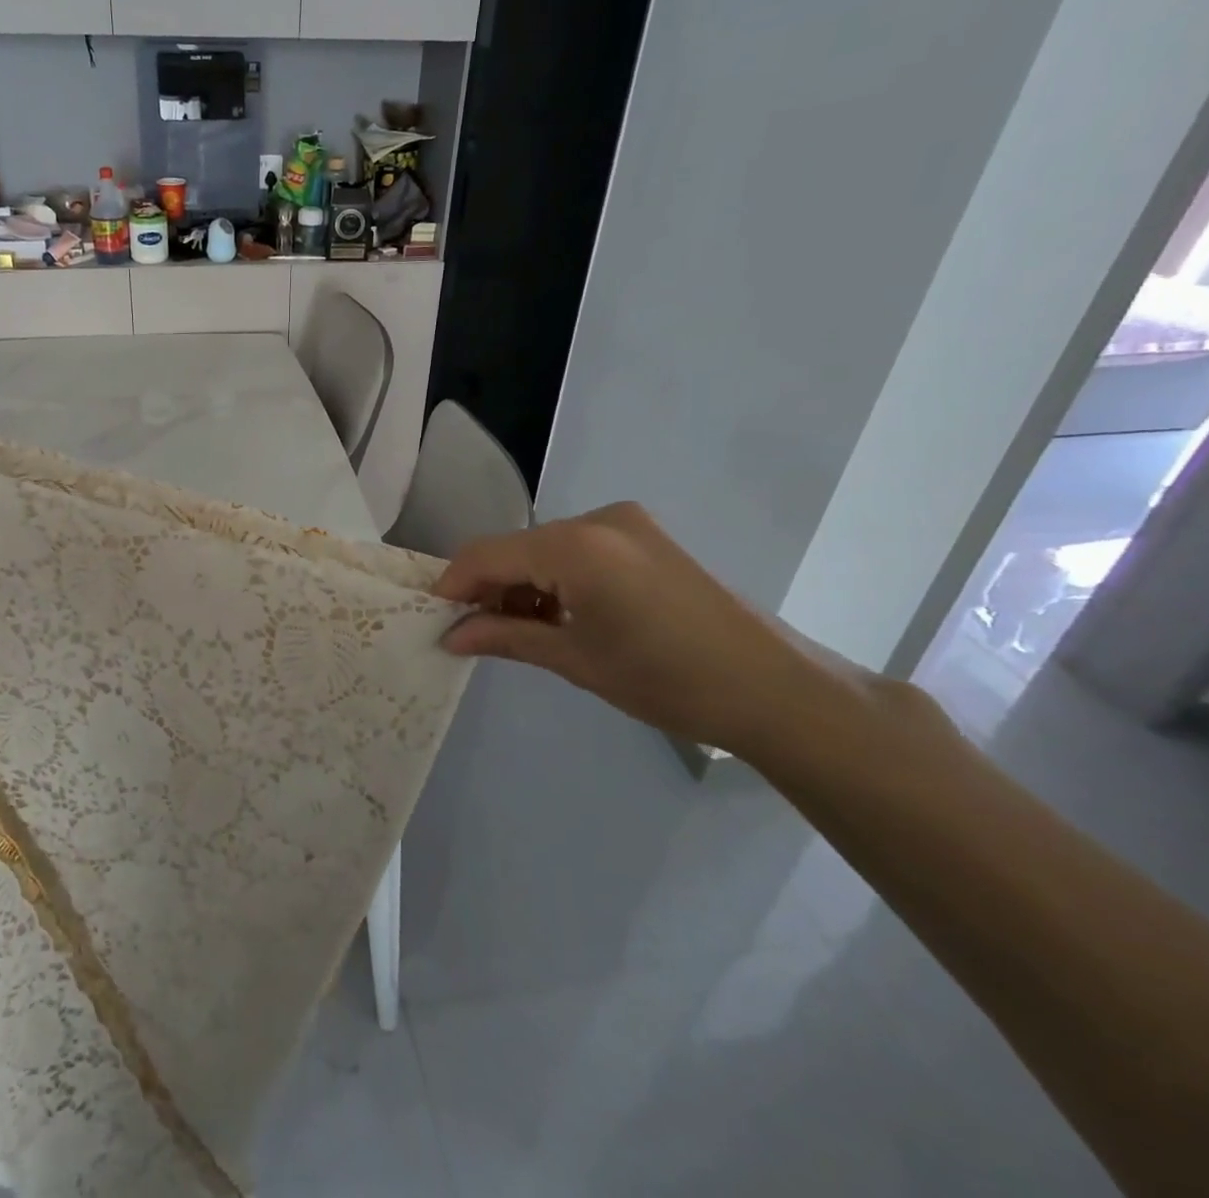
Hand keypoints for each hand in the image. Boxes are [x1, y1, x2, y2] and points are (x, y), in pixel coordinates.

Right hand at [432, 503, 872, 755]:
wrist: (772, 688)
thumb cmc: (666, 680)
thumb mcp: (575, 661)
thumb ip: (505, 637)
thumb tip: (450, 636)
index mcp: (576, 546)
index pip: (487, 554)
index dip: (454, 584)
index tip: (436, 618)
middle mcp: (597, 519)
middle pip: (516, 547)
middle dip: (489, 587)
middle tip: (476, 633)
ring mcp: (625, 523)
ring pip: (545, 547)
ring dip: (523, 584)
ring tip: (520, 631)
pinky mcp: (644, 536)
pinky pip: (578, 548)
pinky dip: (556, 577)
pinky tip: (560, 615)